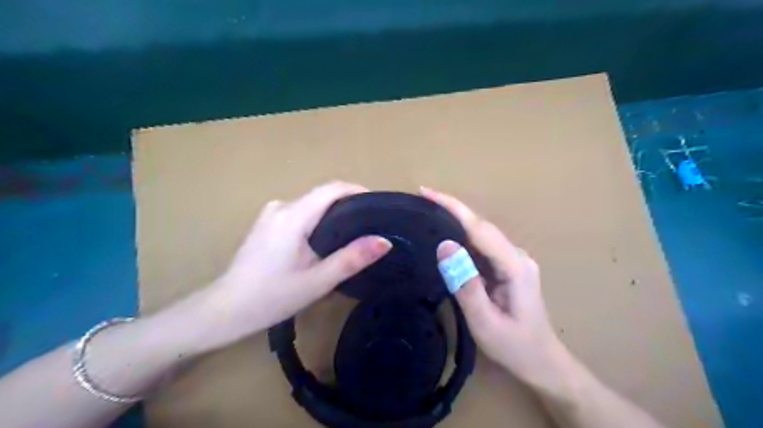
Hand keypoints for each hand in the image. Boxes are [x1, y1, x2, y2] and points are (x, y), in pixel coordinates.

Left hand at [191, 181, 392, 350]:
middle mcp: (281, 207)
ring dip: (333, 213)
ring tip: (353, 234)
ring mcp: (270, 214)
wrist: (225, 310)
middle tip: (372, 224)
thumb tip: (385, 241)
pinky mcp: (266, 224)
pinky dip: (318, 220)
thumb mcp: (318, 281)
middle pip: (322, 195)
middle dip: (349, 204)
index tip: (378, 205)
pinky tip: (325, 241)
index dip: (358, 190)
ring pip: (311, 204)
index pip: (332, 189)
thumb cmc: (272, 297)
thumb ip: (352, 258)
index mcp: (293, 216)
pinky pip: (300, 213)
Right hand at [424, 187, 572, 393]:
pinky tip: (446, 236)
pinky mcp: (508, 267)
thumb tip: (444, 246)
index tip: (426, 193)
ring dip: (455, 220)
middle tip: (421, 198)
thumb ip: (465, 284)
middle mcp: (516, 255)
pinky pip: (482, 246)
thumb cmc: (514, 346)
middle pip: (480, 225)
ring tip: (427, 212)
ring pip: (481, 233)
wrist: (542, 362)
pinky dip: (462, 237)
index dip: (452, 207)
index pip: (479, 227)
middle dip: (451, 208)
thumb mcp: (484, 322)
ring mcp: (514, 260)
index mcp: (514, 266)